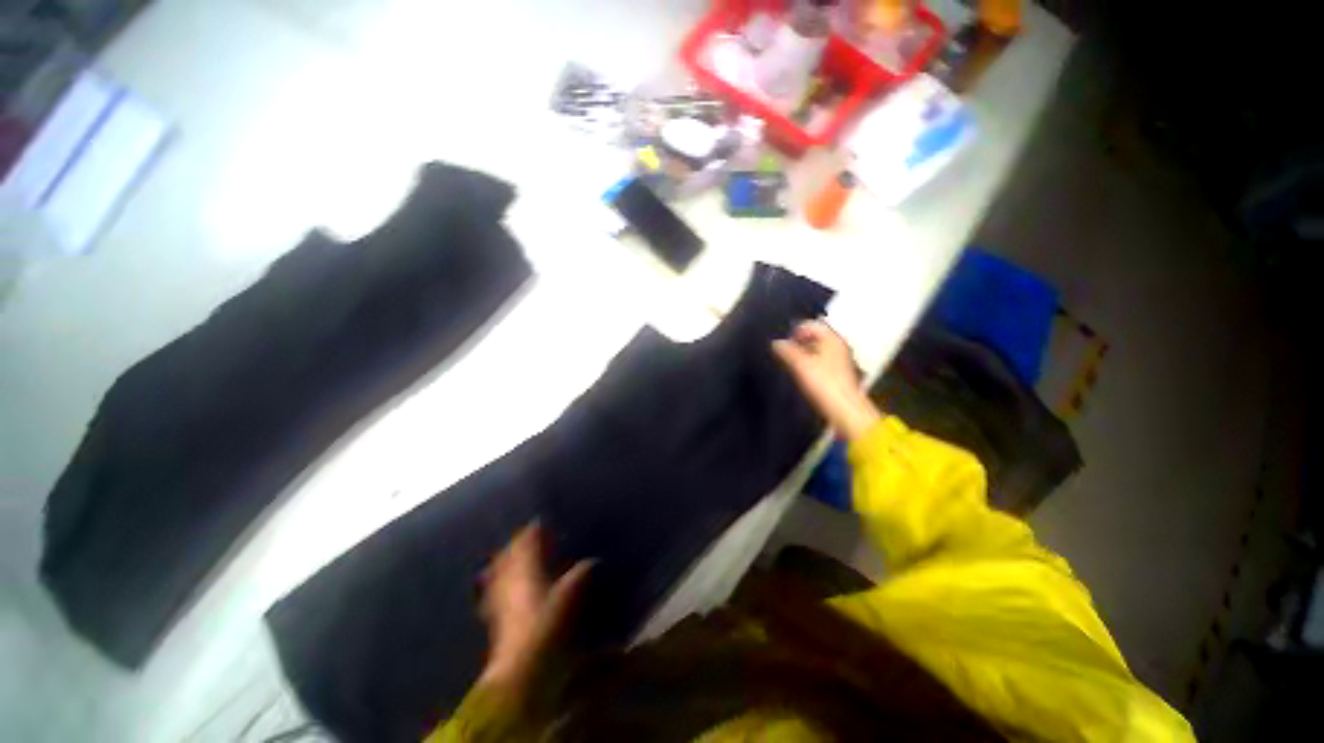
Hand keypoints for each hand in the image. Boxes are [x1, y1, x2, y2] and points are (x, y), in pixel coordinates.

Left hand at [478, 524, 591, 694]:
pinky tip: (500, 588)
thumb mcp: (569, 599)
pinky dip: (497, 583)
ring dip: (505, 562)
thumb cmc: (546, 628)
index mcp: (527, 571)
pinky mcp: (496, 619)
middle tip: (526, 537)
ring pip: (498, 573)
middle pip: (509, 556)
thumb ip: (579, 576)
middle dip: (516, 545)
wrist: (520, 670)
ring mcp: (500, 600)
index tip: (539, 523)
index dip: (532, 532)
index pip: (526, 544)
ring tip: (511, 556)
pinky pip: (493, 592)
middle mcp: (510, 581)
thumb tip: (591, 561)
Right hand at [773, 320, 880, 441]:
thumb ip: (786, 351)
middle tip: (784, 352)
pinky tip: (802, 374)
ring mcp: (840, 360)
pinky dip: (810, 363)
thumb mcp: (800, 365)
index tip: (784, 343)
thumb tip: (776, 343)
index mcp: (832, 339)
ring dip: (803, 354)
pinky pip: (821, 361)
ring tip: (790, 363)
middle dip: (798, 342)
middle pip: (815, 337)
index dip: (795, 331)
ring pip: (817, 350)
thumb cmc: (823, 383)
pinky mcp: (838, 374)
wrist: (844, 410)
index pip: (811, 325)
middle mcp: (838, 346)